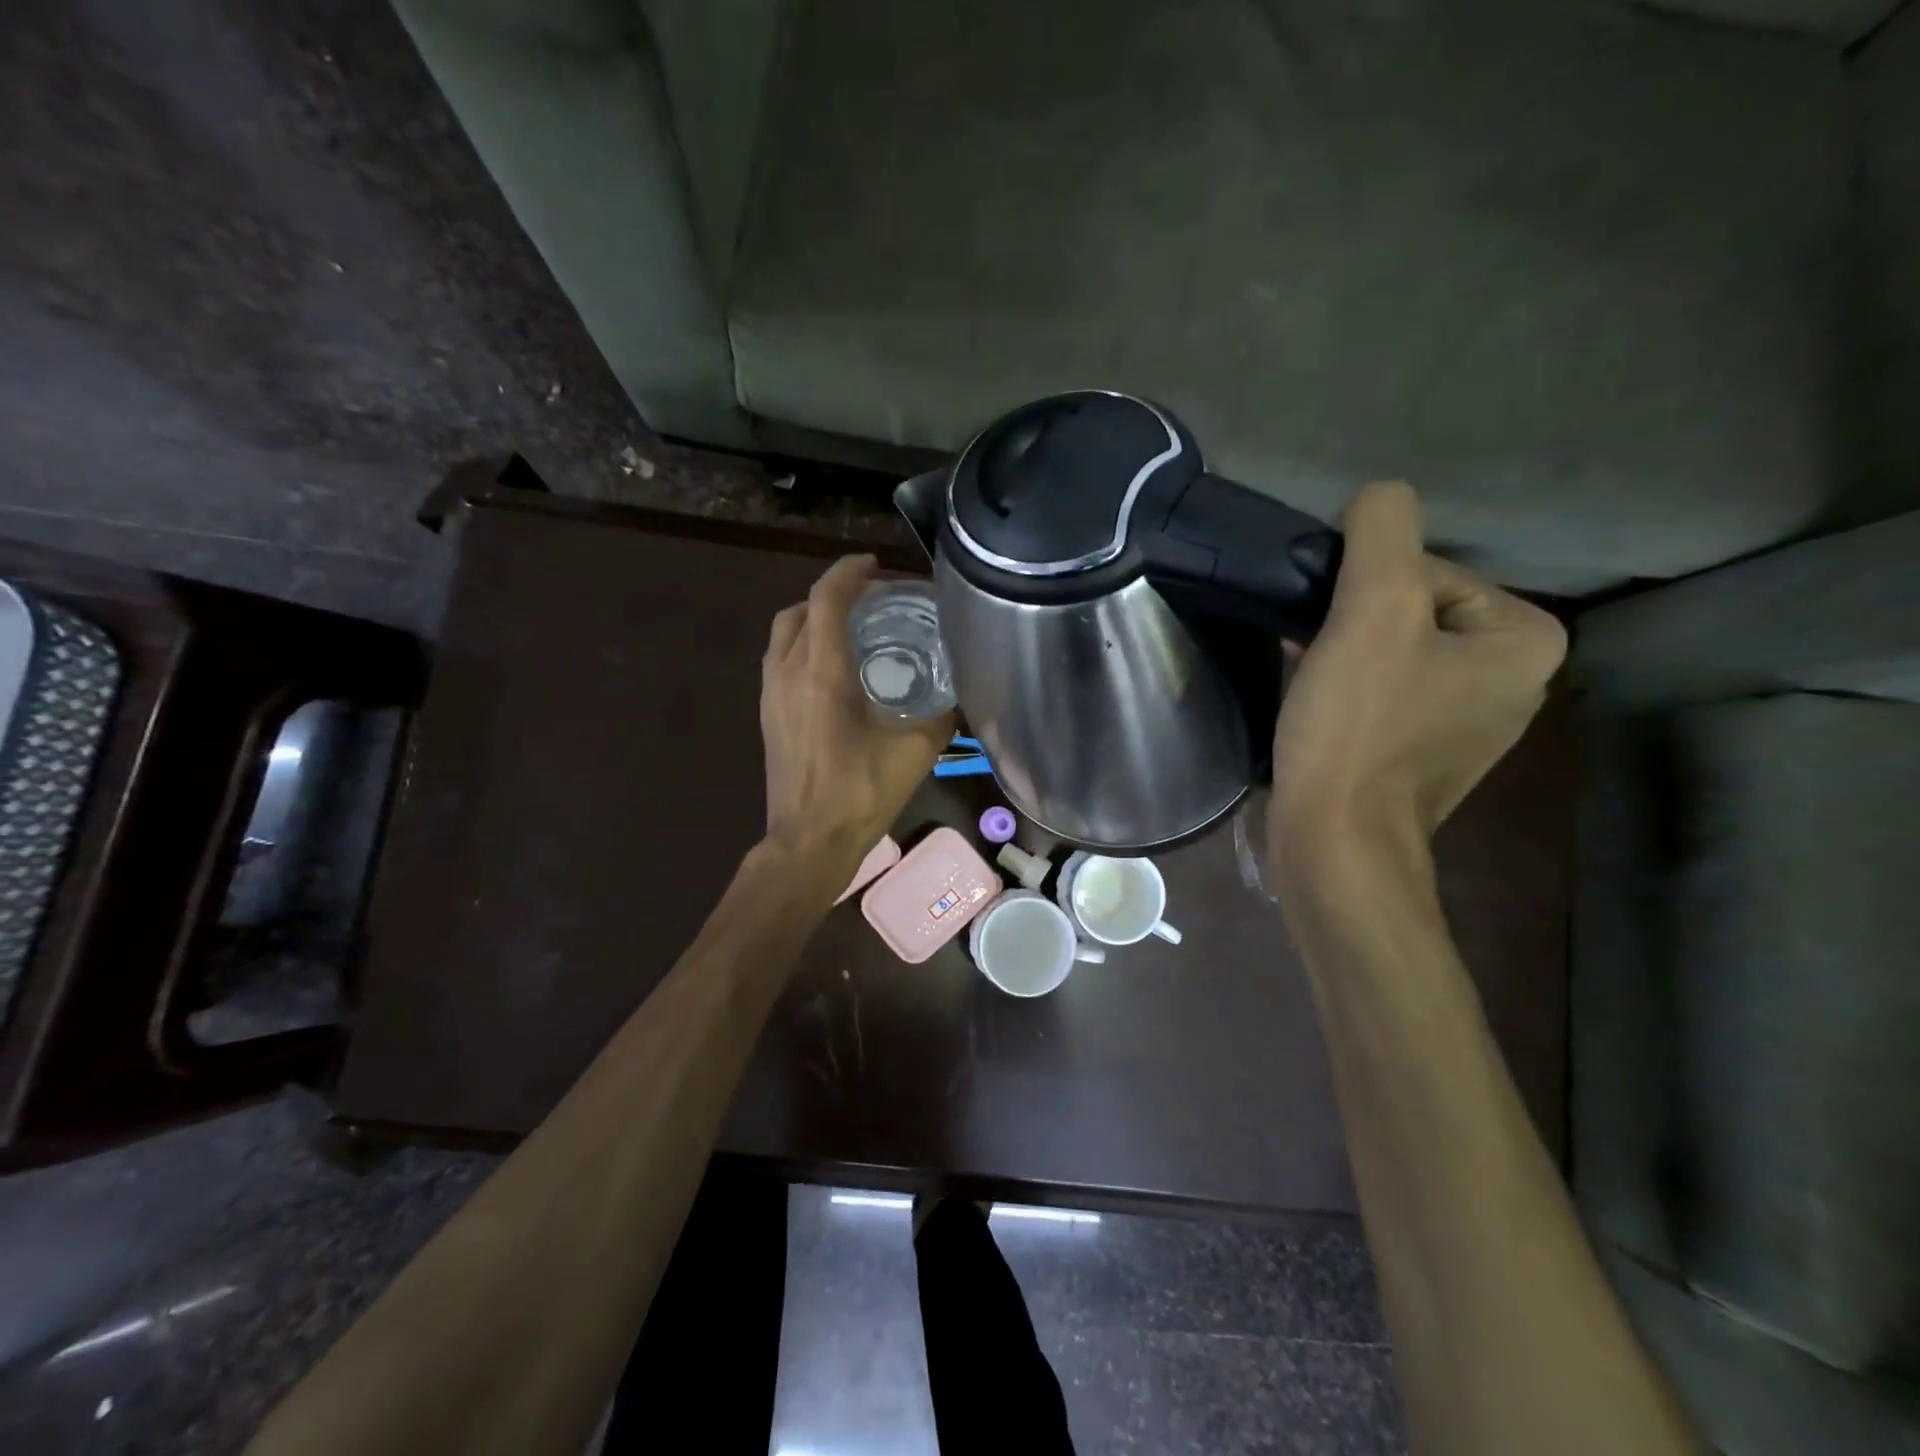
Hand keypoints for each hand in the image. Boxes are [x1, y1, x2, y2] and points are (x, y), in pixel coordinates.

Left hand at [760, 555, 952, 871]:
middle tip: (871, 600)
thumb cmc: (860, 794)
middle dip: (834, 593)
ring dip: (814, 617)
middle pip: (801, 609)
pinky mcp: (768, 714)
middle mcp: (788, 673)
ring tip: (852, 626)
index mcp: (821, 673)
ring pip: (785, 633)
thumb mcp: (915, 752)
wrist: (808, 841)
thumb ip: (939, 715)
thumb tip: (957, 694)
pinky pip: (780, 659)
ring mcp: (771, 694)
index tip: (876, 566)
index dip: (850, 572)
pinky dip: (804, 644)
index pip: (827, 599)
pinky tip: (834, 667)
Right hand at [1268, 482, 1565, 872]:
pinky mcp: (1424, 752)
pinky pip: (1386, 691)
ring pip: (1393, 651)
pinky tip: (1317, 702)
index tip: (1332, 634)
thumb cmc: (1357, 728)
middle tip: (1313, 656)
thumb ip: (1382, 532)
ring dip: (1343, 651)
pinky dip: (1348, 686)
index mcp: (1524, 639)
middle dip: (1353, 622)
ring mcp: (1469, 721)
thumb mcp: (1371, 610)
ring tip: (1308, 680)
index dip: (1363, 590)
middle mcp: (1514, 679)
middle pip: (1411, 609)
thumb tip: (1376, 497)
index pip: (1427, 571)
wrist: (1335, 841)